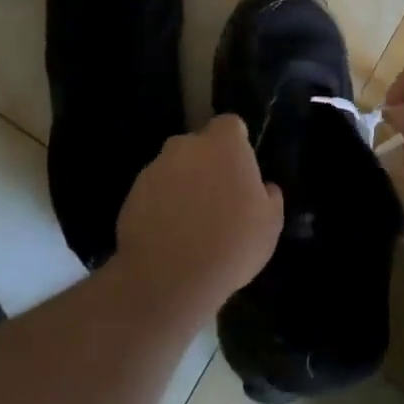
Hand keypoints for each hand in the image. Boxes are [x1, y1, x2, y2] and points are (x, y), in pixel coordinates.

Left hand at [115, 115, 283, 311]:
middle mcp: (187, 145)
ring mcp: (156, 167)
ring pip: (175, 168)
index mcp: (223, 144)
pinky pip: (154, 191)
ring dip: (182, 184)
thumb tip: (263, 188)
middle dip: (207, 164)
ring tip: (190, 223)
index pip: (230, 125)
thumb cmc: (231, 245)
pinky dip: (160, 205)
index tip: (240, 170)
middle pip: (200, 145)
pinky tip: (168, 236)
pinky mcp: (133, 192)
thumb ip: (269, 197)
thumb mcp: (270, 225)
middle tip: (217, 199)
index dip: (236, 144)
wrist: (168, 278)